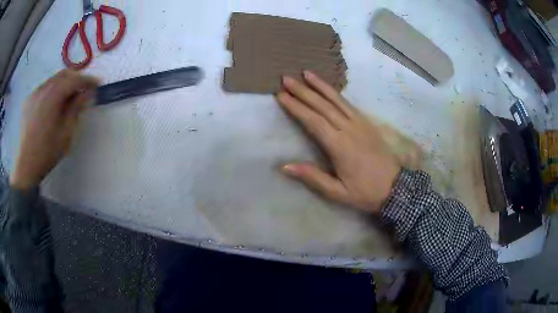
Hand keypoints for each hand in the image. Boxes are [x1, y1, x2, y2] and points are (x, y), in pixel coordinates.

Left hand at [10, 69, 98, 189]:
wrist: (26, 166)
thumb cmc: (47, 152)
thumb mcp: (66, 133)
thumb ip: (76, 109)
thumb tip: (87, 93)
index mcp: (52, 97)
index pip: (74, 80)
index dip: (87, 80)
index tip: (98, 84)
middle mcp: (43, 89)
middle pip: (63, 75)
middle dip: (75, 79)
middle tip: (84, 89)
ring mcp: (34, 94)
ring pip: (53, 80)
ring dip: (64, 84)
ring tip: (69, 96)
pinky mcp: (28, 100)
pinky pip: (43, 88)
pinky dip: (52, 89)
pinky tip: (53, 102)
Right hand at [276, 71, 400, 213]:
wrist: (395, 187)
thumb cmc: (365, 192)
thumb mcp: (338, 192)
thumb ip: (313, 177)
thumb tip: (285, 166)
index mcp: (340, 146)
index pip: (313, 121)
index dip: (296, 107)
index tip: (281, 96)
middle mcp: (349, 129)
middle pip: (322, 106)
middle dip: (303, 91)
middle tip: (286, 79)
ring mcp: (360, 123)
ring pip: (337, 100)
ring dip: (320, 85)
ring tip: (306, 73)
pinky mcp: (367, 123)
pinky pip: (348, 103)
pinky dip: (336, 93)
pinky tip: (327, 87)